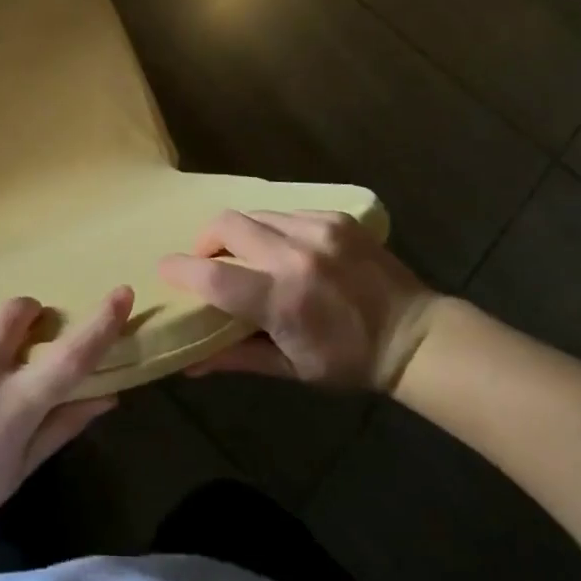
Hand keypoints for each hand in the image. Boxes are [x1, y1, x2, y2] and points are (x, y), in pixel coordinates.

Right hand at [159, 210, 440, 391]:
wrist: (415, 335)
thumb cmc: (348, 361)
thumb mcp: (290, 368)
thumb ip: (235, 358)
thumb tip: (187, 363)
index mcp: (283, 300)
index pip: (213, 275)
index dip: (181, 269)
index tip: (165, 269)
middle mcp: (296, 256)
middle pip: (226, 225)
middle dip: (206, 240)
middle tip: (209, 260)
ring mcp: (318, 230)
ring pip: (254, 214)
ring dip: (241, 234)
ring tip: (250, 255)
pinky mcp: (335, 218)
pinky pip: (286, 212)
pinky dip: (274, 229)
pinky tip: (287, 249)